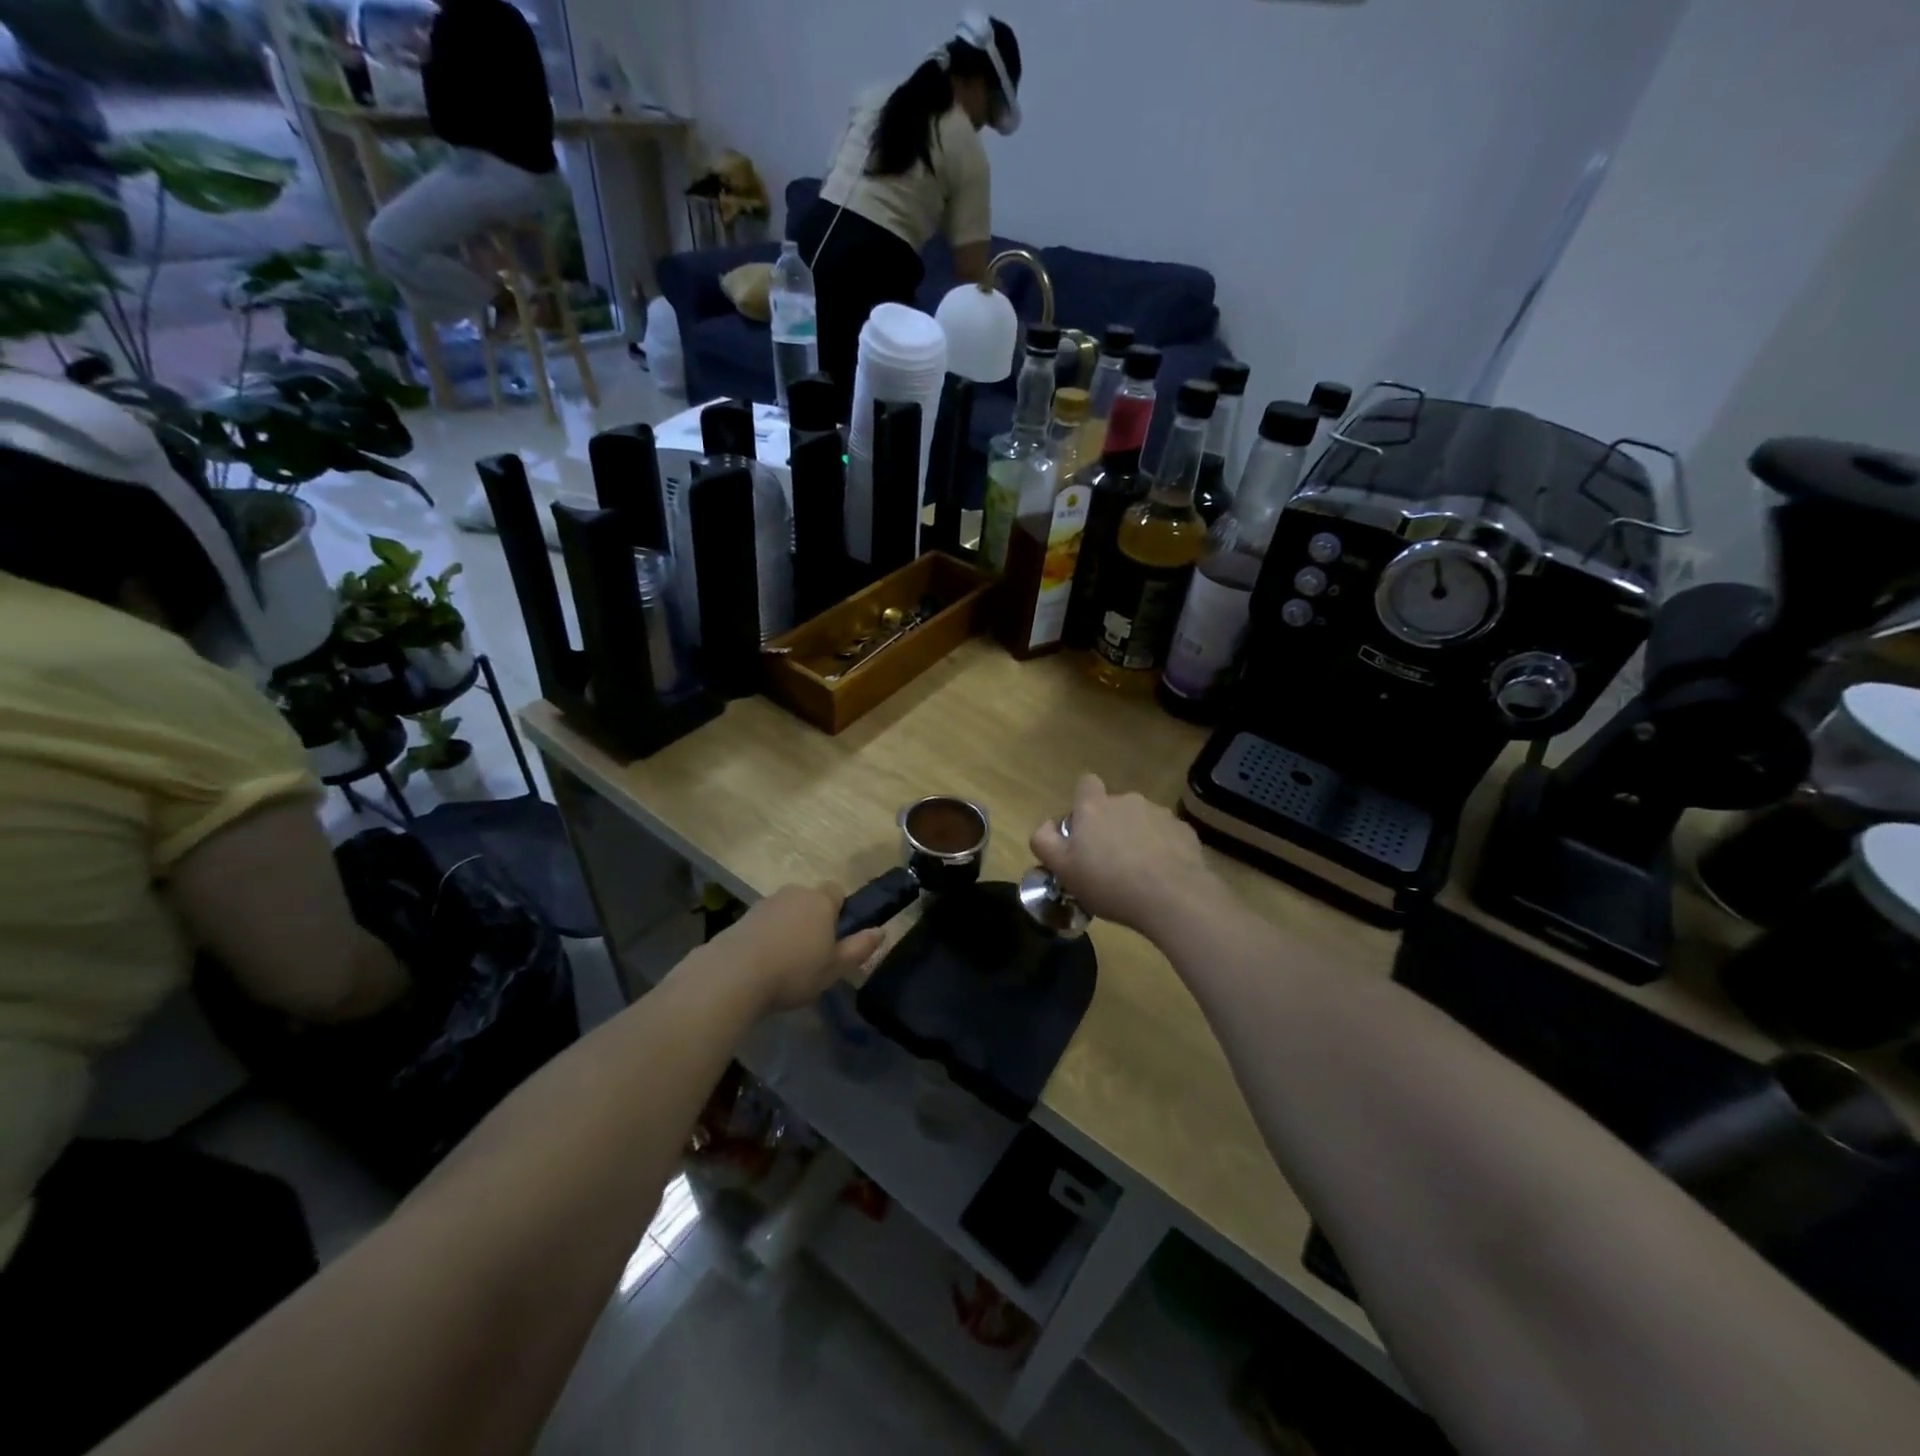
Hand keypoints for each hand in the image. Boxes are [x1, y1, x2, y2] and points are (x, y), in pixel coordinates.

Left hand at [714, 883, 884, 1012]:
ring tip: (784, 963)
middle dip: (812, 920)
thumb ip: (859, 948)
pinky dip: (767, 937)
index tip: (835, 938)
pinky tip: (762, 964)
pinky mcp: (743, 918)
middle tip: (812, 954)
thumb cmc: (794, 970)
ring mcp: (765, 903)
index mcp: (821, 901)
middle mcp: (794, 893)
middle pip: (809, 900)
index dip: (838, 911)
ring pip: (786, 911)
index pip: (837, 891)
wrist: (734, 975)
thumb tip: (881, 931)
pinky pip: (764, 923)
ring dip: (788, 928)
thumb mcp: (835, 968)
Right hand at [1030, 775, 1219, 937]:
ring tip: (1138, 873)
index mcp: (1094, 806)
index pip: (1086, 783)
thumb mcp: (1063, 869)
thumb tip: (1046, 826)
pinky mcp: (1184, 831)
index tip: (1083, 830)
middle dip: (1110, 826)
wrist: (1173, 897)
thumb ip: (1044, 841)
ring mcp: (1159, 813)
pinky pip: (1166, 835)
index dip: (1083, 803)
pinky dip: (1162, 849)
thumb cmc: (1109, 883)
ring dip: (1137, 837)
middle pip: (1114, 806)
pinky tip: (1162, 876)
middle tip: (1107, 861)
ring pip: (1141, 820)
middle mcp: (1127, 801)